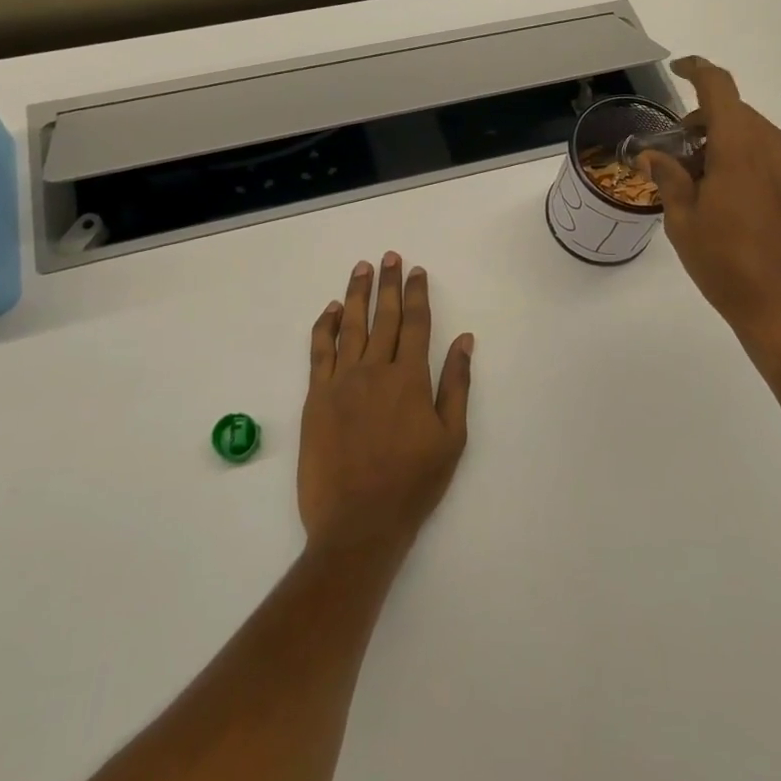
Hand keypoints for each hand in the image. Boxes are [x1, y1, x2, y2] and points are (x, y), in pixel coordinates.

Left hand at [299, 253, 473, 557]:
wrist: (359, 523)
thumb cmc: (413, 483)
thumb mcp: (451, 438)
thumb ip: (456, 384)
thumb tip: (464, 340)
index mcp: (410, 379)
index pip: (416, 323)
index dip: (417, 293)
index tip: (417, 271)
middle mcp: (375, 371)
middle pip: (383, 316)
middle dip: (388, 283)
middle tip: (389, 256)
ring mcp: (341, 382)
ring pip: (351, 326)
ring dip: (356, 294)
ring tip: (361, 268)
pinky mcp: (316, 398)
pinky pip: (319, 352)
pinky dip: (325, 326)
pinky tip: (331, 309)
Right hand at [642, 57, 780, 362]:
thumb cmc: (727, 263)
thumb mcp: (683, 220)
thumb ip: (668, 177)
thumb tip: (652, 156)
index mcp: (742, 146)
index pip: (719, 88)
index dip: (697, 71)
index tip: (677, 70)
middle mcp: (774, 144)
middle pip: (733, 113)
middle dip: (700, 123)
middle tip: (672, 156)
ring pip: (750, 133)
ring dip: (720, 142)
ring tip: (694, 183)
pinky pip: (765, 153)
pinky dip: (740, 157)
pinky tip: (721, 195)